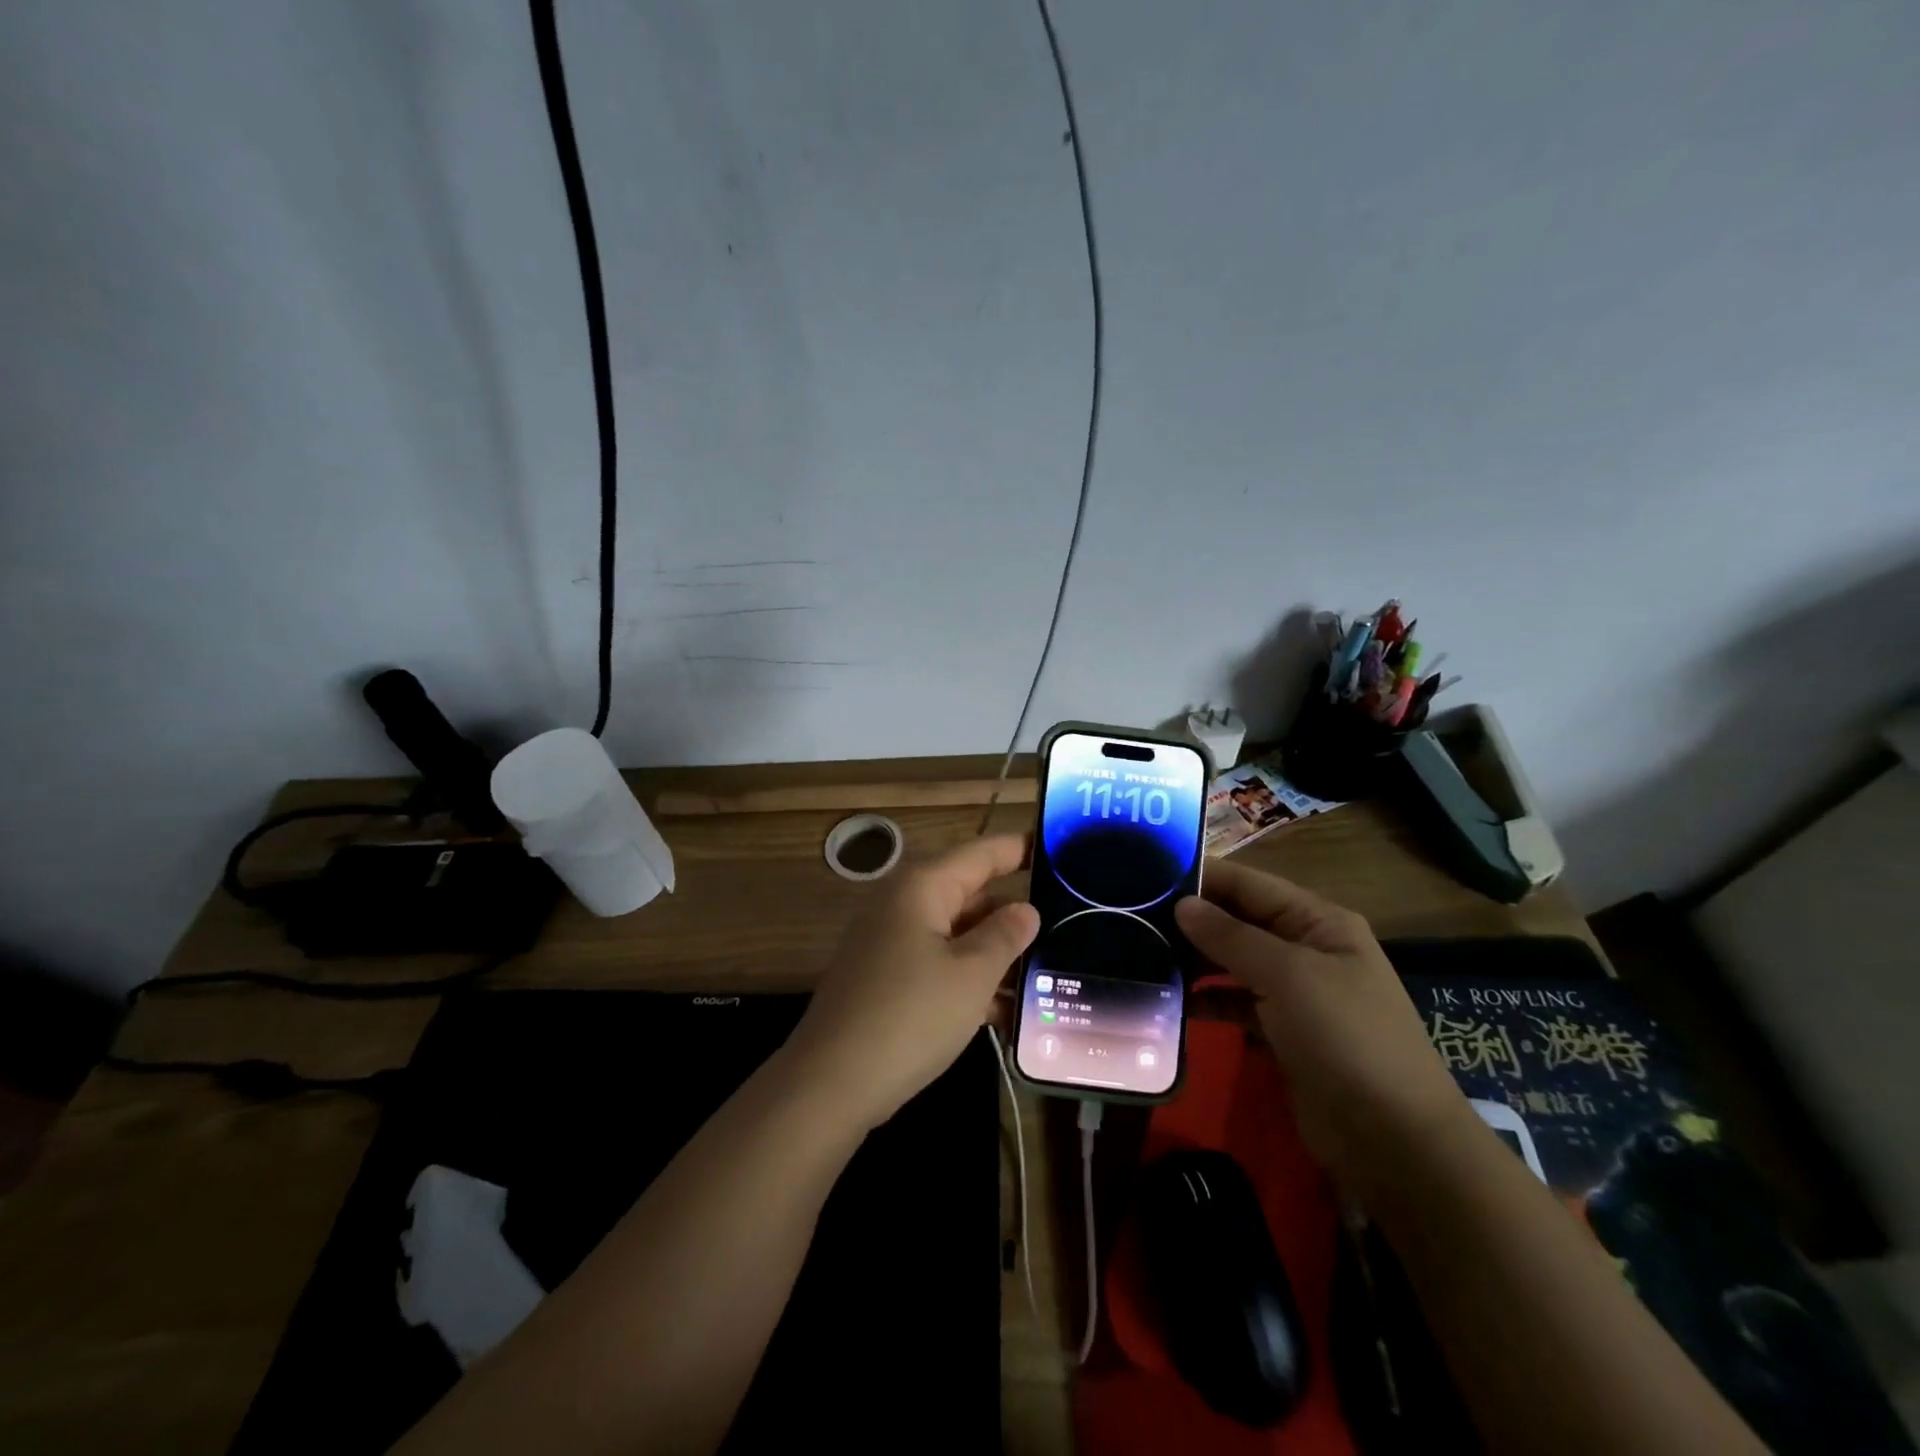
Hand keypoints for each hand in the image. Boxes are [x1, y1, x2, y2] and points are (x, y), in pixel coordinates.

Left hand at [784, 835, 1040, 1131]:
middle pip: (971, 893)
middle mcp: (904, 904)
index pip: (982, 853)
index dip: (1020, 848)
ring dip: (997, 953)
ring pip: (957, 934)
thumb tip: (1026, 909)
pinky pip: (939, 964)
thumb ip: (1005, 935)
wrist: (831, 1083)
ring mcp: (891, 942)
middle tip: (1070, 922)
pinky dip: (970, 980)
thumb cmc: (910, 1016)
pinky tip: (1009, 1011)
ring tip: (1052, 970)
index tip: (1060, 847)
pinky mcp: (887, 979)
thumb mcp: (971, 974)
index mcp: (922, 887)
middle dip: (1016, 911)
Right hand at [1175, 861, 1467, 1197]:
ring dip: (1195, 958)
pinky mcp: (1282, 1030)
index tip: (1147, 871)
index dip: (1202, 876)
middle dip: (1192, 918)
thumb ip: (1231, 936)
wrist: (1394, 1139)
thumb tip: (1182, 904)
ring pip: (1233, 961)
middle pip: (1238, 920)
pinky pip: (1235, 1001)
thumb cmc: (1346, 1037)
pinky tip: (1173, 1000)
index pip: (1249, 884)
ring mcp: (1294, 991)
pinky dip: (1208, 999)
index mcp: (1318, 921)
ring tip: (1142, 953)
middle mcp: (1305, 947)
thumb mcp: (1288, 976)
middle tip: (1132, 916)